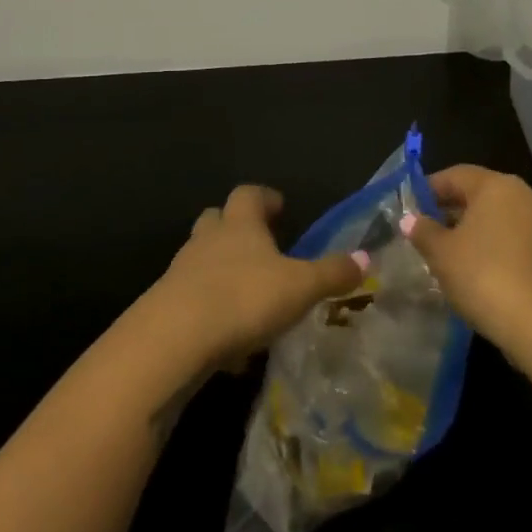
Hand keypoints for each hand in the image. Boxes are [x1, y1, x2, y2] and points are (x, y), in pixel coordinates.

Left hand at [148, 185, 367, 364]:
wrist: (176, 336)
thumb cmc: (245, 297)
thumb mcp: (300, 287)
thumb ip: (332, 273)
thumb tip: (365, 258)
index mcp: (240, 224)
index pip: (248, 194)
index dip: (264, 198)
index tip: (278, 207)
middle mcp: (208, 239)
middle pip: (217, 219)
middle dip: (235, 227)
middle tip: (259, 245)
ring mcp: (182, 270)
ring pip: (201, 258)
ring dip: (220, 269)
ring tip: (246, 294)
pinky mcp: (166, 304)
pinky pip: (192, 296)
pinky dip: (209, 308)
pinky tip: (227, 337)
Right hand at [402, 165, 531, 361]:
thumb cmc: (485, 278)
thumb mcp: (442, 254)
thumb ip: (424, 231)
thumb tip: (411, 220)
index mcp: (496, 186)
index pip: (455, 175)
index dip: (429, 189)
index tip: (411, 209)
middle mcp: (526, 195)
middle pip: (481, 195)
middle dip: (453, 211)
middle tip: (428, 233)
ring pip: (502, 218)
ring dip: (477, 231)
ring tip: (453, 256)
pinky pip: (519, 240)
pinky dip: (499, 248)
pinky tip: (484, 273)